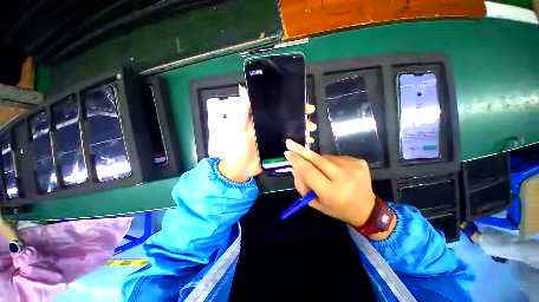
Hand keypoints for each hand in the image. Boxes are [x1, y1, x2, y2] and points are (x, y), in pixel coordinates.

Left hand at [218, 85, 316, 182]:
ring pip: (292, 132)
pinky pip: (291, 145)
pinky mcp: (279, 150)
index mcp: (264, 120)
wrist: (240, 168)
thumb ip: (243, 110)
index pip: (280, 109)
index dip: (293, 106)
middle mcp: (272, 127)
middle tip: (311, 123)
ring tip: (310, 133)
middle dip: (302, 120)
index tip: (305, 107)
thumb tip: (243, 88)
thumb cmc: (238, 146)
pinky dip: (299, 143)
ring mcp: (276, 139)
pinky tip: (307, 144)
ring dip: (303, 131)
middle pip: (290, 120)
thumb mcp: (239, 127)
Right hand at [284, 139, 375, 227]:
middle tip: (290, 143)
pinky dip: (330, 162)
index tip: (287, 152)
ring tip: (321, 170)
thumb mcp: (316, 203)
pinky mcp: (359, 162)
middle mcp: (344, 178)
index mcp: (332, 192)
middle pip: (317, 159)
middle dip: (301, 151)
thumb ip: (302, 187)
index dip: (297, 161)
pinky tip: (334, 170)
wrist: (367, 209)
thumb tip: (295, 168)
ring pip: (325, 157)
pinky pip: (336, 157)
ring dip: (317, 160)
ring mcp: (353, 167)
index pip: (309, 171)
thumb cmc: (337, 208)